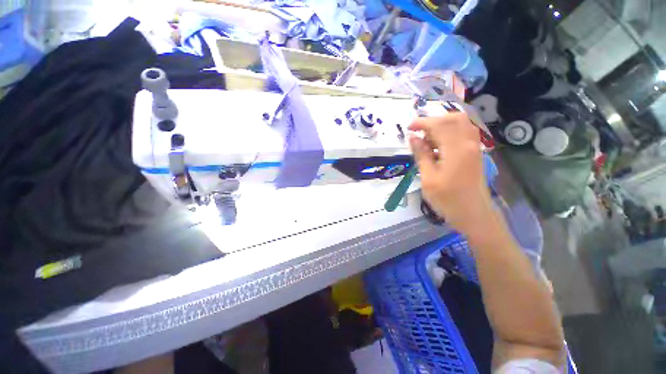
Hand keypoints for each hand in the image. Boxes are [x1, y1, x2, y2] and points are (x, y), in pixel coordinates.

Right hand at [409, 113, 492, 235]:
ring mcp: (474, 148)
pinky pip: (464, 134)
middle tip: (419, 133)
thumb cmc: (448, 200)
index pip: (439, 125)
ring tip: (427, 140)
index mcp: (457, 150)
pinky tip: (438, 146)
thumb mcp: (428, 179)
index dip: (422, 122)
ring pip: (461, 124)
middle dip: (433, 121)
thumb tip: (413, 138)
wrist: (474, 214)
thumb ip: (421, 155)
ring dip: (442, 126)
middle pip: (454, 119)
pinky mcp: (475, 154)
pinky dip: (449, 133)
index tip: (408, 128)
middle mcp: (469, 144)